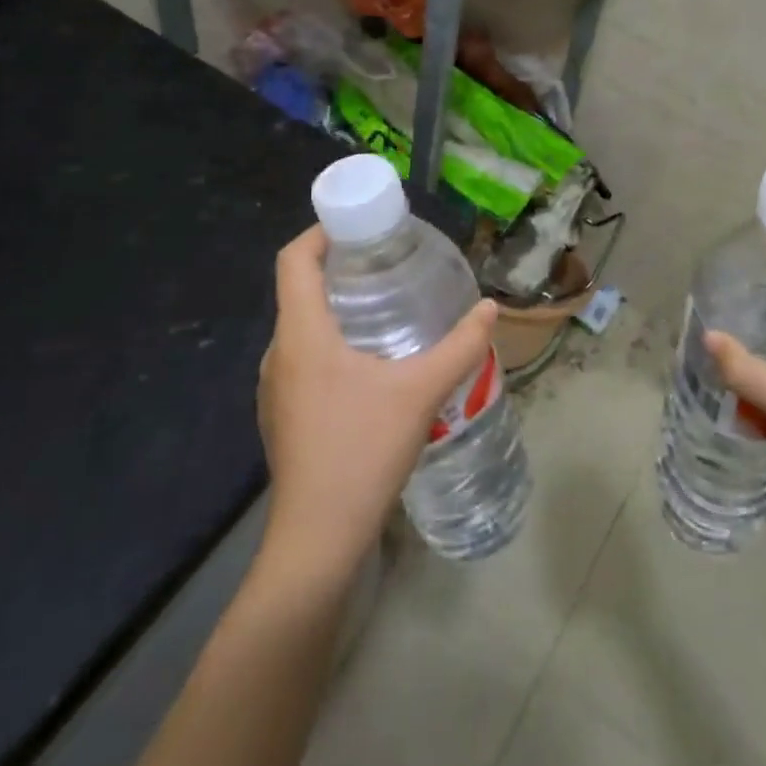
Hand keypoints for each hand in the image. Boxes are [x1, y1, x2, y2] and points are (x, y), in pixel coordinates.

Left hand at [258, 226, 499, 579]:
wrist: (317, 541)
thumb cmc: (362, 451)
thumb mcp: (421, 391)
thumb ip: (460, 345)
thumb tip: (490, 308)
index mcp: (301, 334)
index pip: (294, 260)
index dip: (320, 232)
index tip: (359, 225)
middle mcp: (278, 354)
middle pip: (299, 290)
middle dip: (339, 268)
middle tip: (387, 263)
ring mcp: (275, 389)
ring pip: (302, 327)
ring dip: (337, 308)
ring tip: (386, 309)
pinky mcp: (283, 416)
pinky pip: (303, 358)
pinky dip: (332, 342)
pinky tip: (371, 365)